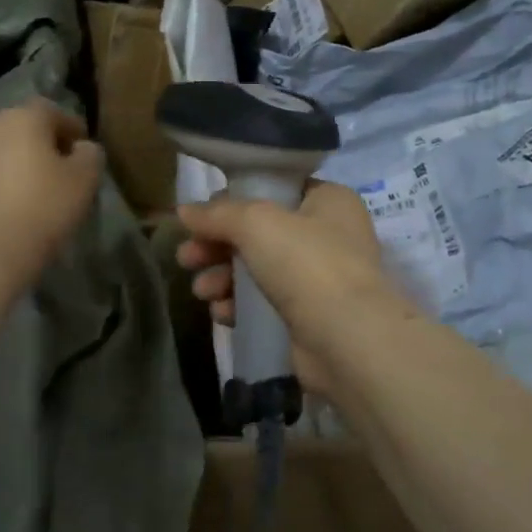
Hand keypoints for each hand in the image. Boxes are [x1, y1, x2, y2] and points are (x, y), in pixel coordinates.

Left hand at [0, 98, 102, 284]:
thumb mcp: (85, 180)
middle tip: (61, 169)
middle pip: (24, 126)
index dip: (72, 128)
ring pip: (2, 148)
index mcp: (24, 117)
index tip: (84, 152)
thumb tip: (82, 148)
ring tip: (36, 187)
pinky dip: (1, 178)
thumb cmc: (44, 207)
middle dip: (43, 142)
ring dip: (19, 160)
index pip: (53, 111)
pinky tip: (12, 201)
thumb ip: (90, 155)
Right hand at [175, 181, 405, 395]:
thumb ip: (217, 214)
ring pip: (258, 269)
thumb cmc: (307, 264)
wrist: (348, 340)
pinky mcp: (310, 317)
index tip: (202, 216)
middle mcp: (329, 235)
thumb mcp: (255, 223)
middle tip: (187, 257)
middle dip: (217, 245)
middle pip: (259, 232)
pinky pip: (265, 302)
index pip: (275, 190)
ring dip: (223, 277)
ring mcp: (321, 279)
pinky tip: (221, 313)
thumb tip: (184, 211)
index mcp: (328, 201)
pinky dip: (240, 304)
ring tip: (201, 291)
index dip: (235, 200)